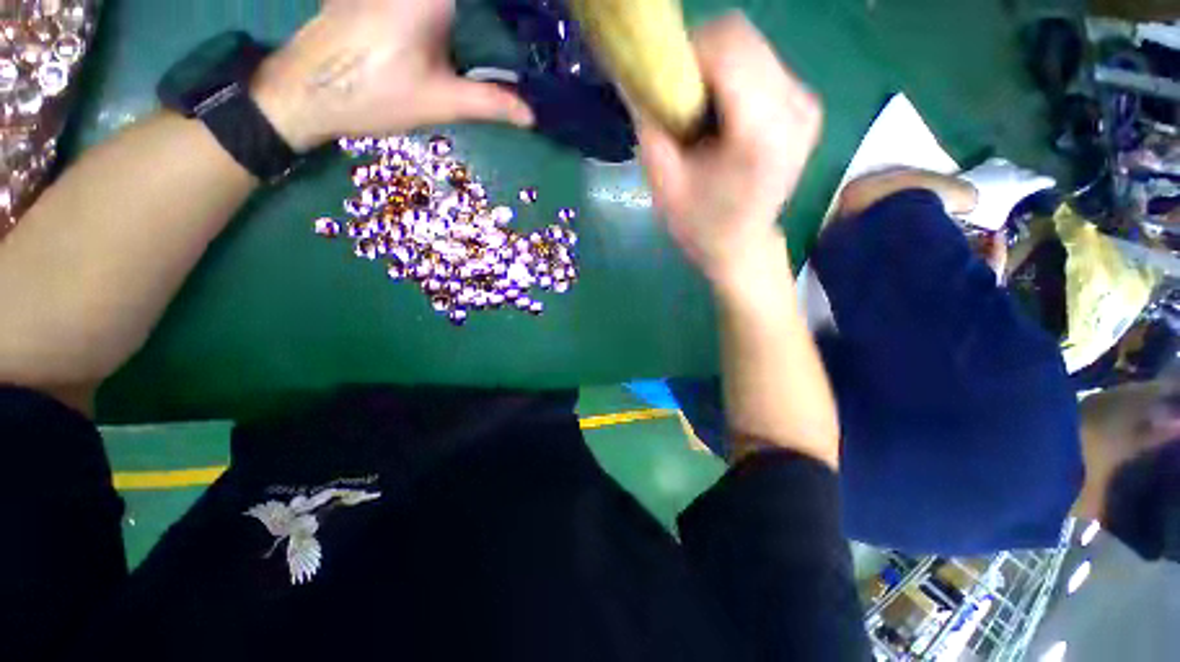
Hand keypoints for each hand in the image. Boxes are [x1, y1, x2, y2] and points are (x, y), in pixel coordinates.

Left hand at [251, 0, 533, 151]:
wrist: (305, 91)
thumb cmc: (375, 95)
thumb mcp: (442, 102)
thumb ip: (491, 102)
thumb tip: (531, 116)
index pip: (484, 1)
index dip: (510, 7)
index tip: (531, 16)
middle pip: (466, 1)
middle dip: (493, 13)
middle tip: (519, 25)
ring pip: (446, 2)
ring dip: (472, 14)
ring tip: (493, 28)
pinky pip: (423, 1)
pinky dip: (444, 13)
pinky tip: (455, 28)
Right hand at [638, 12, 821, 290]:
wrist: (741, 246)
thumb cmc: (700, 225)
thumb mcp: (663, 184)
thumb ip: (650, 126)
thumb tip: (639, 76)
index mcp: (761, 133)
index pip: (728, 47)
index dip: (687, 53)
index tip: (664, 85)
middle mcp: (795, 107)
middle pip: (742, 38)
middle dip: (700, 58)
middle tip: (678, 99)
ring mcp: (806, 104)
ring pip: (752, 47)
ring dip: (715, 68)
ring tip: (700, 113)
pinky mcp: (805, 105)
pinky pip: (762, 65)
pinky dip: (732, 78)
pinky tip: (721, 116)